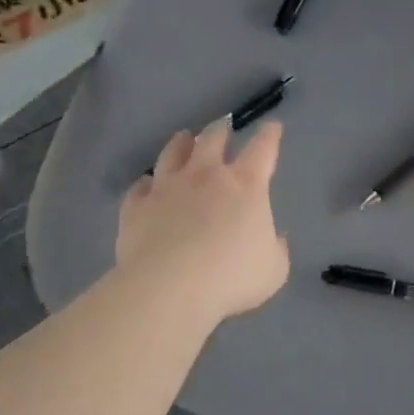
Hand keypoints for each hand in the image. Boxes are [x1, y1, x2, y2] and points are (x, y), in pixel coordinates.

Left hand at [117, 119, 289, 321]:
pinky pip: (139, 187)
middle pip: (212, 140)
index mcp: (245, 185)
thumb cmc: (232, 278)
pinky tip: (146, 185)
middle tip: (222, 127)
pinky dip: (146, 184)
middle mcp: (205, 176)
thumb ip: (277, 250)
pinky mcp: (137, 207)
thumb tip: (277, 239)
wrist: (169, 288)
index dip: (269, 135)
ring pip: (172, 153)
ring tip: (183, 138)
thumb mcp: (273, 270)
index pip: (262, 149)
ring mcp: (167, 187)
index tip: (272, 126)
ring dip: (180, 144)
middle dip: (220, 131)